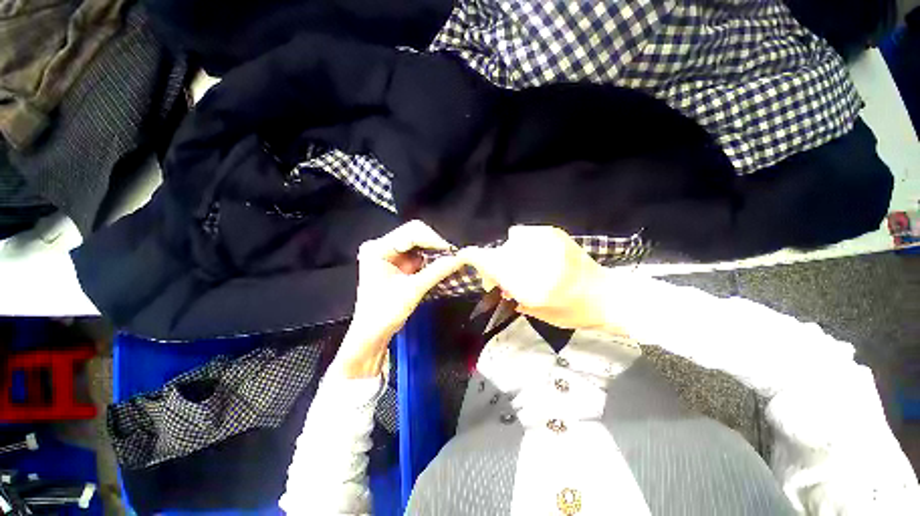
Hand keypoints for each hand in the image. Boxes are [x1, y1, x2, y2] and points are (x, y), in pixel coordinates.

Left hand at [336, 220, 463, 377]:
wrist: (372, 334)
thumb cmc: (384, 313)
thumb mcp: (412, 291)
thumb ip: (436, 272)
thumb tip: (458, 259)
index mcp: (378, 248)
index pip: (411, 233)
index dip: (433, 240)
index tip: (452, 252)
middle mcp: (382, 246)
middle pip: (415, 234)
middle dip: (435, 245)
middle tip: (452, 257)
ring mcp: (389, 254)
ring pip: (418, 243)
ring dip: (434, 252)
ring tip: (449, 261)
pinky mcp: (397, 263)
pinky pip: (418, 254)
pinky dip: (430, 259)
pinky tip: (440, 265)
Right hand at [459, 226, 608, 329]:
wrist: (607, 295)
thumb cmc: (571, 311)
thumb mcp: (536, 310)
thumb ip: (510, 291)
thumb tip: (493, 280)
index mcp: (530, 283)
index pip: (491, 262)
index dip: (473, 257)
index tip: (464, 258)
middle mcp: (534, 257)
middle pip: (497, 252)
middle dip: (492, 264)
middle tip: (499, 280)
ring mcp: (545, 240)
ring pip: (509, 242)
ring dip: (508, 255)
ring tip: (521, 267)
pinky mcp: (553, 232)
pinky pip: (523, 234)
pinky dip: (521, 244)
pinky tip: (533, 256)